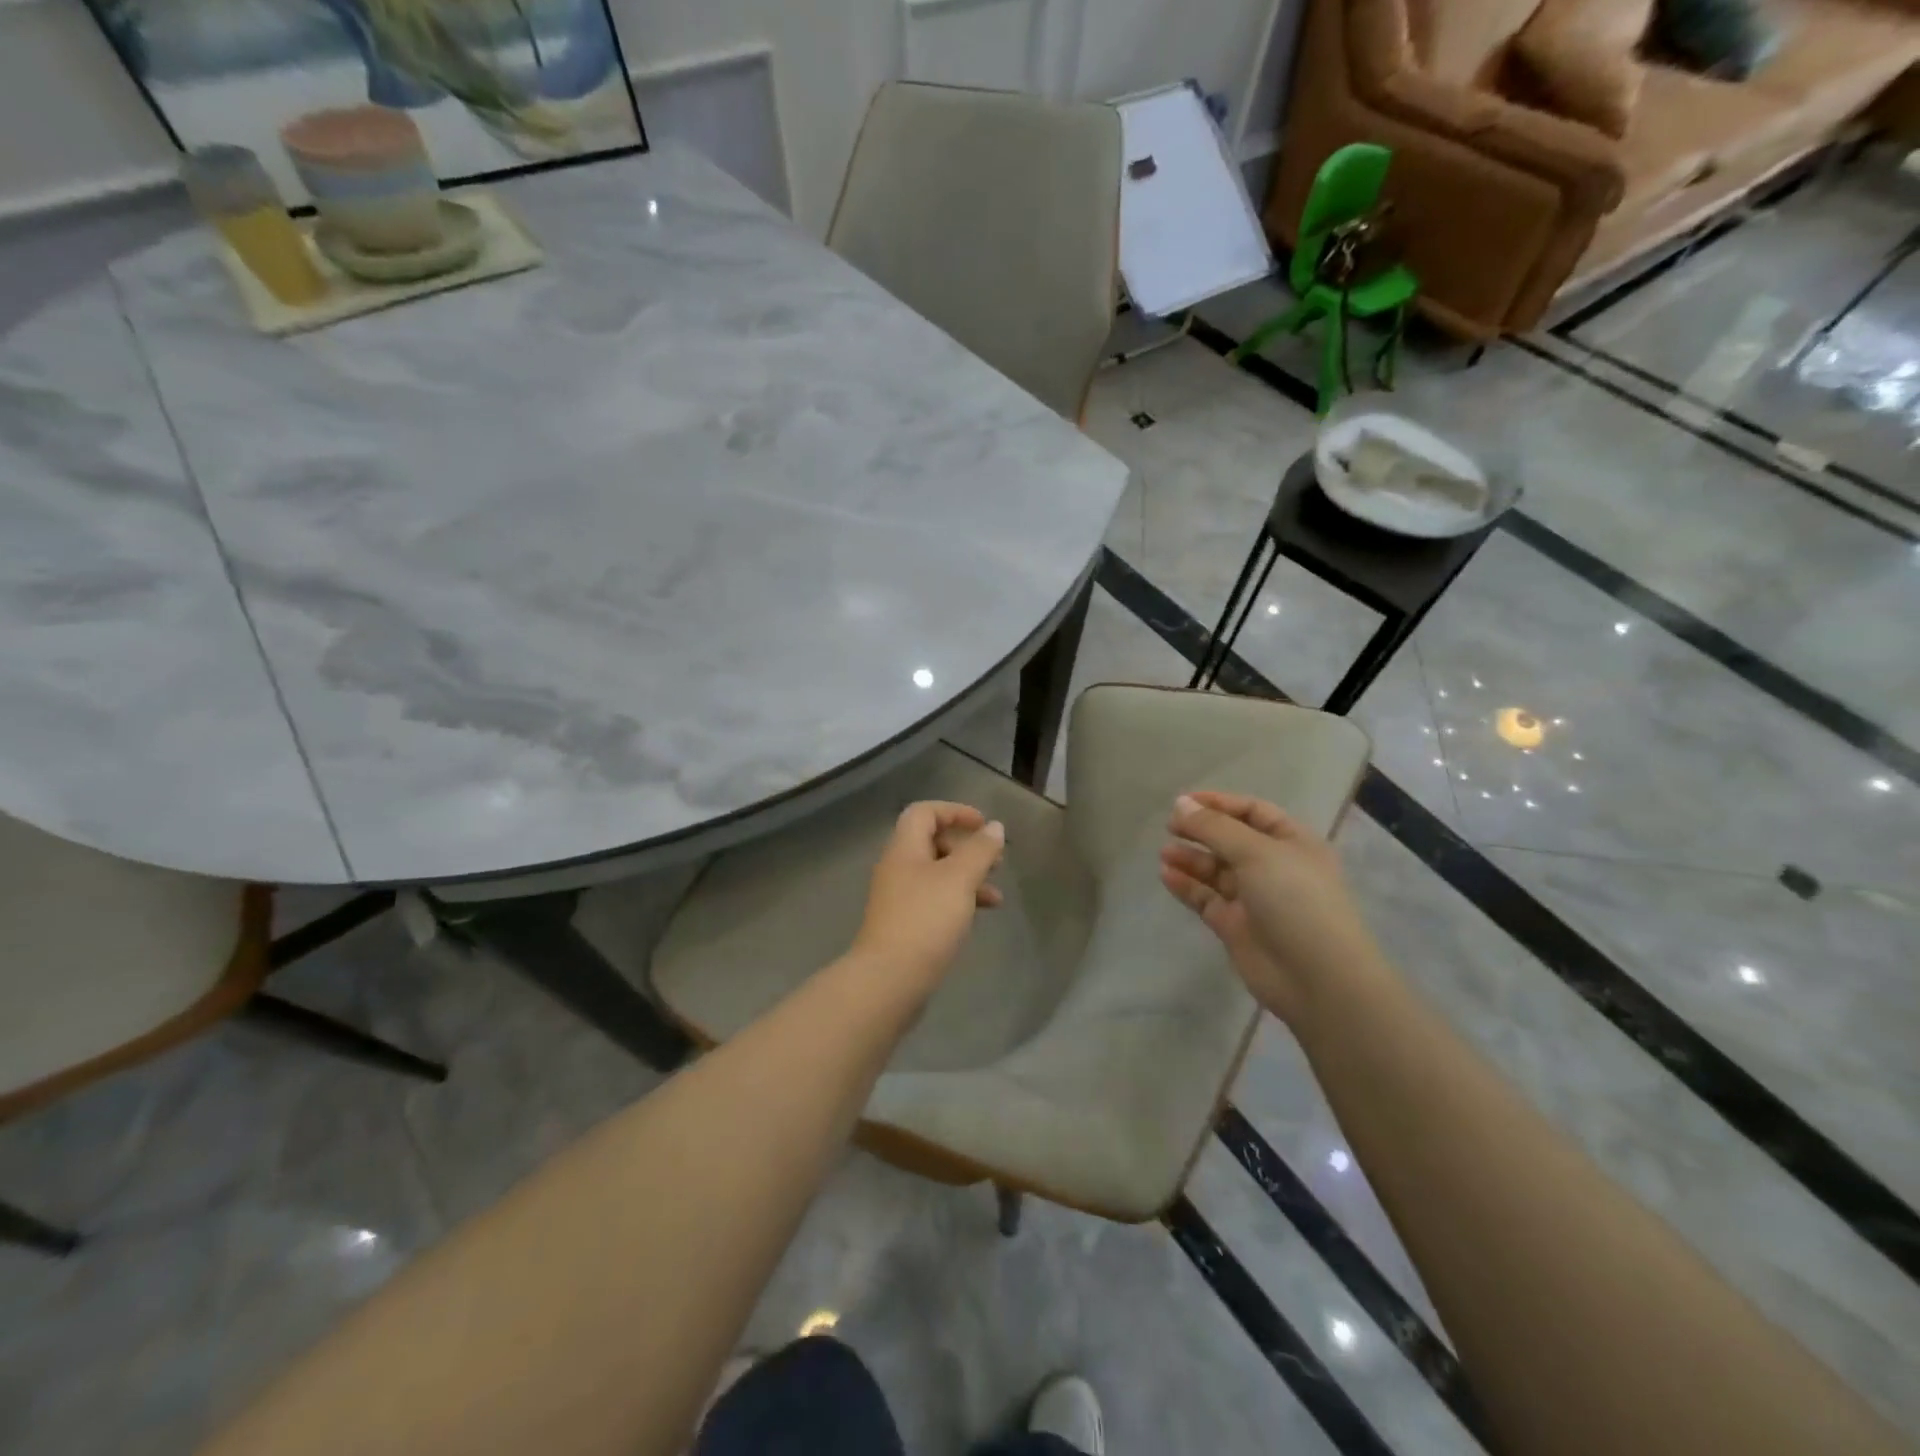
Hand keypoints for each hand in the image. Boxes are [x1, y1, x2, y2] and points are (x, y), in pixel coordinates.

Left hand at [851, 801, 1004, 987]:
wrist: (889, 980)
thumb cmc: (925, 919)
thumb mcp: (959, 879)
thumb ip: (979, 850)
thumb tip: (994, 827)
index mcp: (904, 848)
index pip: (925, 812)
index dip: (955, 811)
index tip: (984, 825)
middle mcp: (898, 867)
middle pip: (932, 842)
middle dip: (966, 847)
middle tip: (996, 860)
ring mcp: (899, 898)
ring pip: (938, 874)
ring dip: (968, 877)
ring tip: (997, 895)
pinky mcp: (905, 924)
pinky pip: (935, 900)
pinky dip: (959, 900)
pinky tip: (981, 915)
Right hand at [1159, 792, 1384, 1023]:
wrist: (1316, 978)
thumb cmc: (1295, 900)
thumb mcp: (1256, 852)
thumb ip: (1214, 827)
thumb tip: (1180, 804)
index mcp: (1292, 842)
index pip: (1252, 811)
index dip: (1219, 804)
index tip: (1183, 802)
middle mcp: (1274, 867)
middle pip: (1231, 840)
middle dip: (1201, 831)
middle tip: (1170, 826)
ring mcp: (1254, 898)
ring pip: (1216, 870)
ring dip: (1191, 859)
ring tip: (1164, 853)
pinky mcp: (1235, 926)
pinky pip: (1206, 898)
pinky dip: (1187, 886)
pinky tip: (1166, 875)